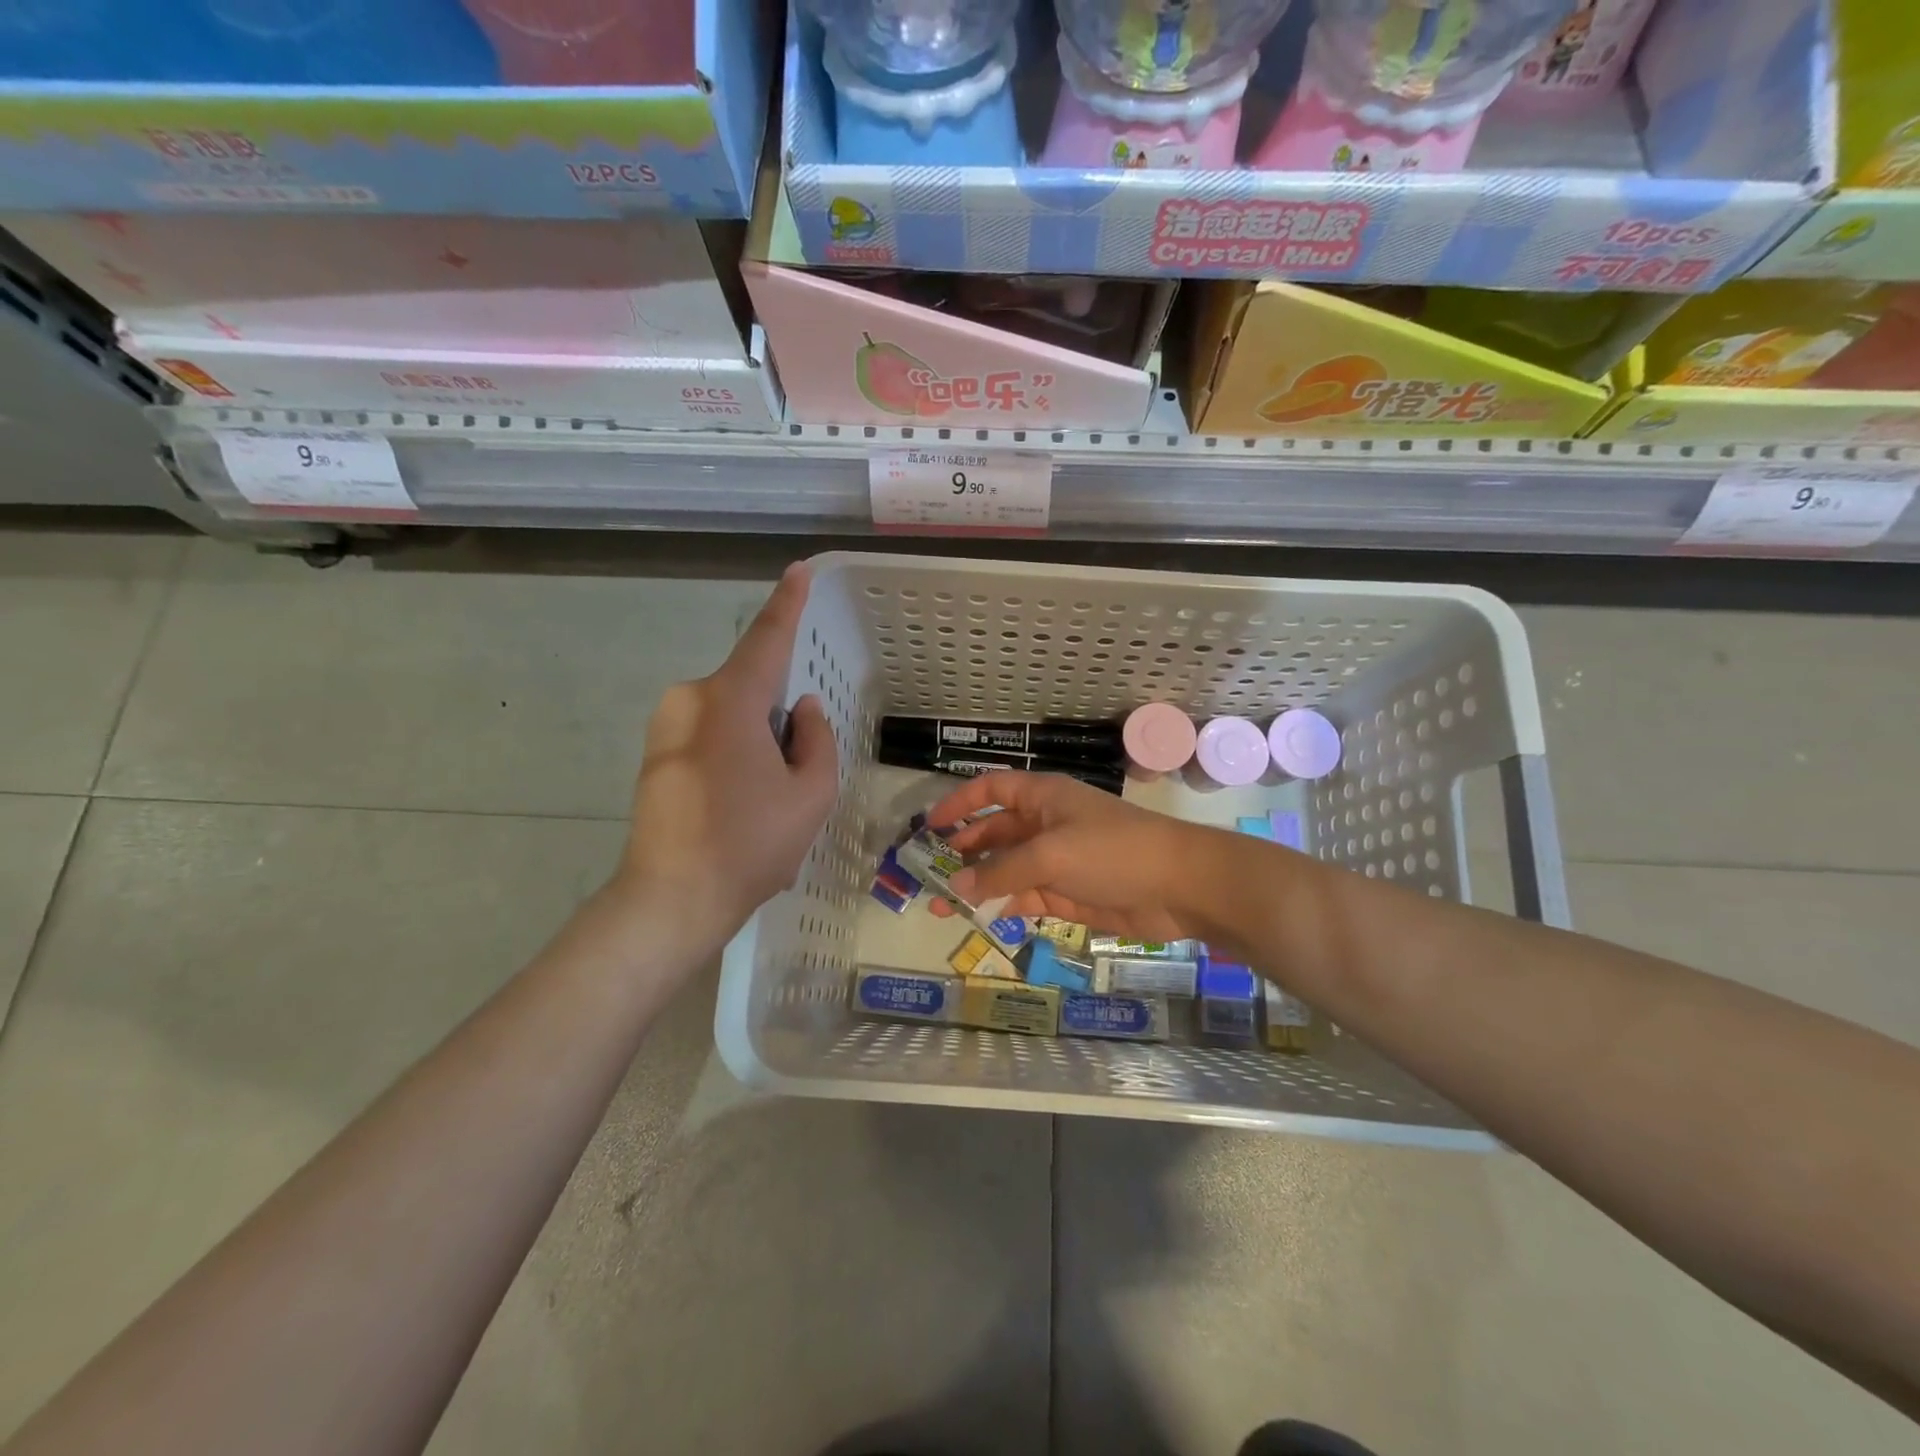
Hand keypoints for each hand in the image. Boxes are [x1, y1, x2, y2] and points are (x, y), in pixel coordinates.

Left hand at [613, 563, 837, 951]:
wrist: (671, 900)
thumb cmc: (750, 844)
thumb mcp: (810, 794)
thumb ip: (816, 740)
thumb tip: (802, 710)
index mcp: (729, 700)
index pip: (766, 639)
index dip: (787, 604)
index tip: (799, 571)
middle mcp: (690, 699)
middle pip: (751, 689)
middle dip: (780, 718)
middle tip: (793, 777)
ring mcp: (665, 727)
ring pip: (731, 716)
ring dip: (757, 743)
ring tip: (763, 803)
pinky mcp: (655, 754)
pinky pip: (709, 736)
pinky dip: (734, 757)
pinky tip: (737, 808)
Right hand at [926, 771, 1230, 948]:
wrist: (1179, 886)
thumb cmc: (1113, 851)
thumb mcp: (1051, 854)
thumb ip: (1002, 871)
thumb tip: (956, 886)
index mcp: (1042, 797)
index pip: (991, 790)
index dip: (960, 804)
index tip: (930, 827)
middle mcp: (1045, 824)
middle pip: (993, 833)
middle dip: (962, 852)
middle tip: (927, 876)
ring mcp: (1056, 860)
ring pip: (1005, 869)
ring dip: (977, 885)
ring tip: (941, 906)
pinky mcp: (1067, 894)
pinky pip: (1025, 896)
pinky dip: (1003, 905)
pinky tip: (981, 918)